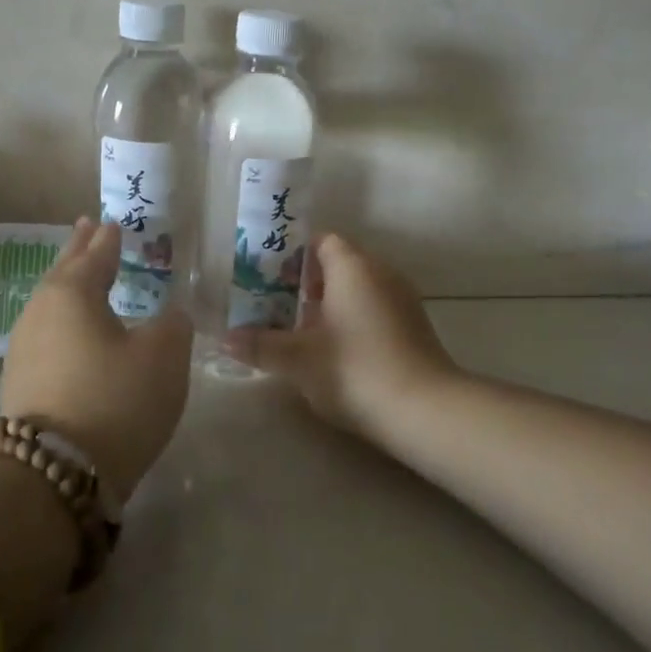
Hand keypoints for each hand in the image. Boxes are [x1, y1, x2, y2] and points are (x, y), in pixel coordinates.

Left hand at [1, 219, 191, 497]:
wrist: (55, 474)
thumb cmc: (116, 400)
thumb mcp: (164, 355)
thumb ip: (172, 324)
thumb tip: (168, 316)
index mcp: (73, 292)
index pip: (95, 255)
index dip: (108, 240)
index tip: (112, 224)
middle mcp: (40, 311)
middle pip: (63, 271)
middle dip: (78, 251)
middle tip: (87, 228)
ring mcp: (24, 348)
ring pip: (51, 303)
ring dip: (69, 285)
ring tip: (82, 275)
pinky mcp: (20, 382)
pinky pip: (47, 332)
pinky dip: (63, 320)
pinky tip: (72, 329)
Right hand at [225, 233, 457, 431]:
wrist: (425, 410)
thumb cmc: (354, 370)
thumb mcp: (298, 359)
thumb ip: (260, 345)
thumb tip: (226, 338)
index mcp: (352, 266)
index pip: (321, 241)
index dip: (291, 255)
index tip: (268, 277)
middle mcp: (381, 272)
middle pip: (338, 264)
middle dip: (305, 283)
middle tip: (274, 306)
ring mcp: (402, 299)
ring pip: (358, 289)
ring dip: (329, 304)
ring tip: (299, 332)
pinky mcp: (414, 327)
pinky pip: (375, 309)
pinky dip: (352, 320)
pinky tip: (335, 352)